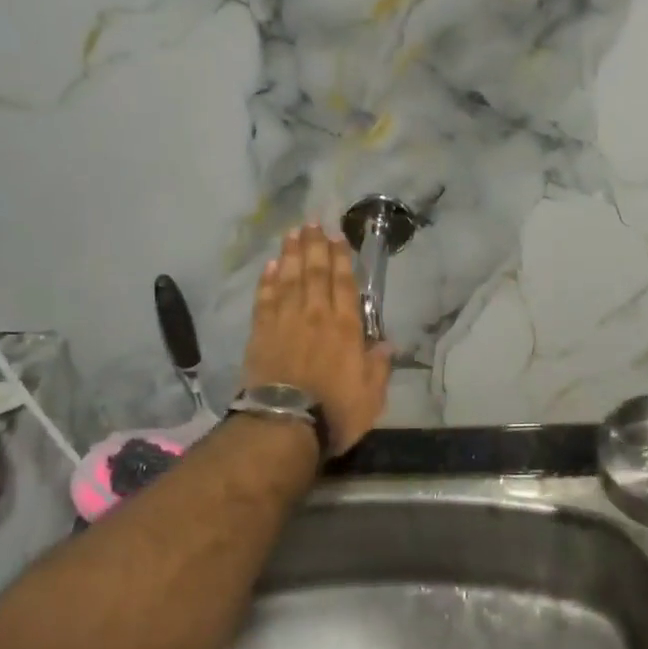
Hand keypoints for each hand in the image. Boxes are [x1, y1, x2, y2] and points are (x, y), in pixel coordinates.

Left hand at [241, 225, 391, 456]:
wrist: (284, 426)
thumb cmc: (335, 412)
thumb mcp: (371, 395)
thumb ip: (379, 366)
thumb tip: (386, 343)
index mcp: (346, 328)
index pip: (344, 283)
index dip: (341, 258)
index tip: (337, 236)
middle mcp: (316, 316)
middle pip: (315, 273)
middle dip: (315, 246)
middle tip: (312, 223)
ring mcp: (285, 322)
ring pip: (289, 279)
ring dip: (292, 254)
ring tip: (292, 233)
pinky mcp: (261, 334)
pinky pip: (265, 299)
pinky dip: (268, 281)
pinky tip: (270, 266)